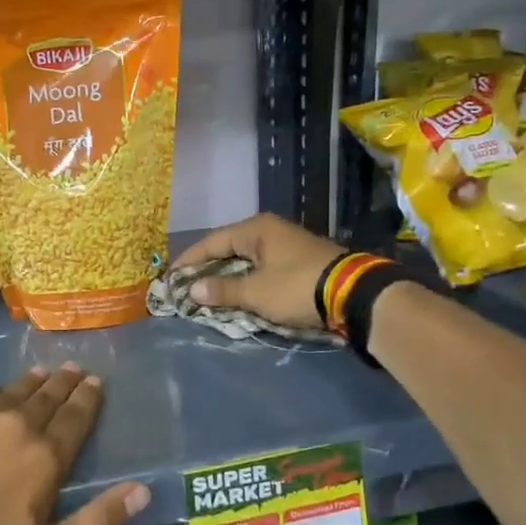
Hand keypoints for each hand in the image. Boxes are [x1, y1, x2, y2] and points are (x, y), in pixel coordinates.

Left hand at [0, 367, 149, 524]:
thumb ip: (95, 524)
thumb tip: (141, 490)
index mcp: (42, 459)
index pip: (75, 418)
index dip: (88, 399)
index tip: (95, 382)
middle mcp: (11, 424)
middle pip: (46, 396)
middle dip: (64, 383)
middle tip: (75, 370)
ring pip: (10, 390)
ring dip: (31, 382)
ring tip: (42, 373)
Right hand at [171, 213, 344, 329]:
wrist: (354, 295)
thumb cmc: (297, 287)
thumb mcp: (256, 292)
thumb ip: (223, 290)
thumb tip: (192, 290)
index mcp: (255, 229)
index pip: (211, 242)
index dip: (189, 261)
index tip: (171, 278)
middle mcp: (269, 231)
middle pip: (228, 249)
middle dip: (207, 269)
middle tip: (186, 288)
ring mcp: (286, 245)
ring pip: (245, 260)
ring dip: (227, 277)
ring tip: (207, 295)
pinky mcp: (299, 262)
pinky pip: (261, 269)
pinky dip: (246, 281)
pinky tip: (238, 295)